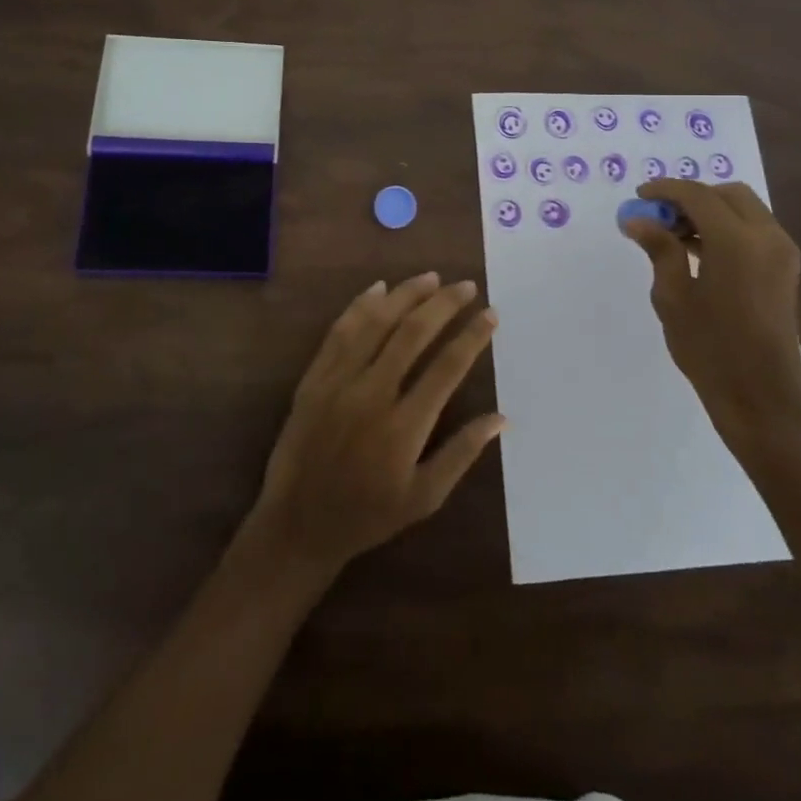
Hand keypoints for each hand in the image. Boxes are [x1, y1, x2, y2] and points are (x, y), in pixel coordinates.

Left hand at [239, 273, 503, 579]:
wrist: (299, 523)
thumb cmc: (368, 515)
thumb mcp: (424, 497)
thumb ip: (462, 453)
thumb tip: (501, 418)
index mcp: (404, 426)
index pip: (447, 367)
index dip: (472, 336)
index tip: (490, 315)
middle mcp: (372, 394)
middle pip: (413, 334)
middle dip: (444, 304)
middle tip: (466, 286)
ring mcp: (338, 382)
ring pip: (376, 323)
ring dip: (405, 295)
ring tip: (430, 277)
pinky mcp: (314, 378)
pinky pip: (339, 332)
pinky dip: (360, 306)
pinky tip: (378, 289)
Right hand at [622, 179, 800, 461]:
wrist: (760, 397)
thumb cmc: (709, 348)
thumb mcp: (672, 297)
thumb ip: (659, 249)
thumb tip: (637, 219)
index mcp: (737, 242)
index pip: (697, 196)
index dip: (665, 190)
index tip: (639, 196)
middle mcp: (766, 237)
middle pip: (727, 194)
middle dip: (691, 197)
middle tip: (659, 216)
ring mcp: (782, 253)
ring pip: (743, 209)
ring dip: (709, 211)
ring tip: (673, 236)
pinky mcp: (785, 269)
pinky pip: (754, 229)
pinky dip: (726, 227)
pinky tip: (698, 251)